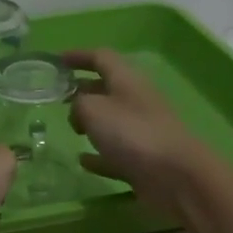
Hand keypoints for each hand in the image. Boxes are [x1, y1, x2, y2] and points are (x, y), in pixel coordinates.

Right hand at [62, 48, 219, 217]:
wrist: (175, 176)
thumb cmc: (131, 133)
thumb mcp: (93, 109)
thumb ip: (78, 104)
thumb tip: (79, 111)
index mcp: (127, 80)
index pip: (101, 58)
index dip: (79, 57)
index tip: (57, 61)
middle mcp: (136, 101)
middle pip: (107, 88)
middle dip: (83, 90)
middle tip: (60, 98)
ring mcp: (142, 132)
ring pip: (112, 120)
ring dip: (92, 121)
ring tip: (72, 128)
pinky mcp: (143, 160)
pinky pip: (116, 152)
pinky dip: (99, 154)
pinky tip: (83, 161)